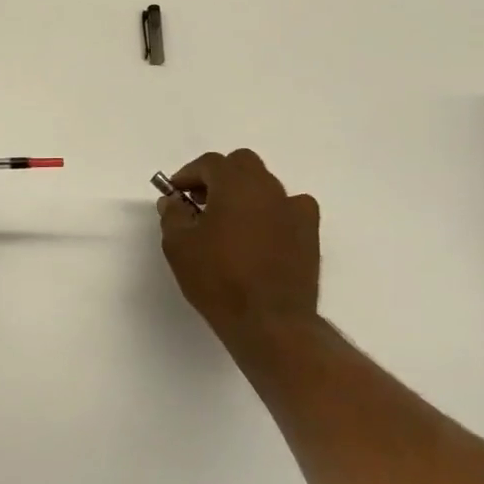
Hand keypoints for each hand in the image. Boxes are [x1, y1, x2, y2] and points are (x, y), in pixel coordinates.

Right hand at [158, 149, 321, 343]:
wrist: (269, 321)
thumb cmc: (218, 279)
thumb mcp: (179, 245)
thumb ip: (173, 215)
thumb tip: (174, 201)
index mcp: (235, 184)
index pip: (210, 163)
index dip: (188, 174)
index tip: (175, 193)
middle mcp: (268, 188)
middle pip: (242, 165)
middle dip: (219, 176)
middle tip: (201, 201)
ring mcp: (294, 209)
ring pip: (266, 185)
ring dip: (245, 193)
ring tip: (229, 222)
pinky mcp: (310, 233)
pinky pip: (290, 208)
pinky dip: (273, 212)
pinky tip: (262, 234)